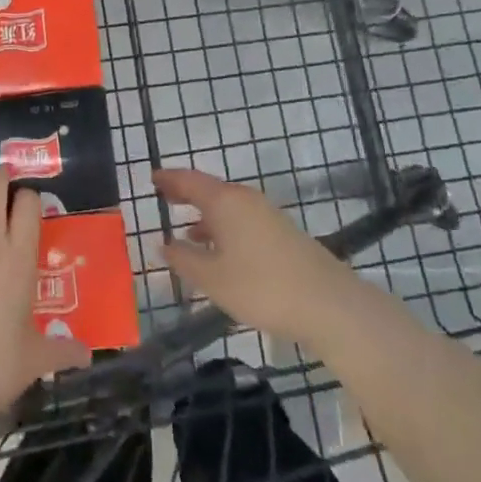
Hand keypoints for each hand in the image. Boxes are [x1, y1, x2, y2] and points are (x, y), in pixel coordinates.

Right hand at [154, 168, 359, 351]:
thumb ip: (184, 259)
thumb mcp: (213, 278)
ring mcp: (267, 215)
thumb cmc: (261, 287)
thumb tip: (164, 244)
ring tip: (187, 231)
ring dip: (206, 215)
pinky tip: (221, 252)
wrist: (328, 304)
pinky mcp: (282, 233)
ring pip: (228, 207)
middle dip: (187, 194)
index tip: (152, 178)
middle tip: (165, 197)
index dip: (169, 179)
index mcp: (225, 202)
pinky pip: (243, 221)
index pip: (189, 181)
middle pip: (210, 190)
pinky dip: (224, 228)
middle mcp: (246, 200)